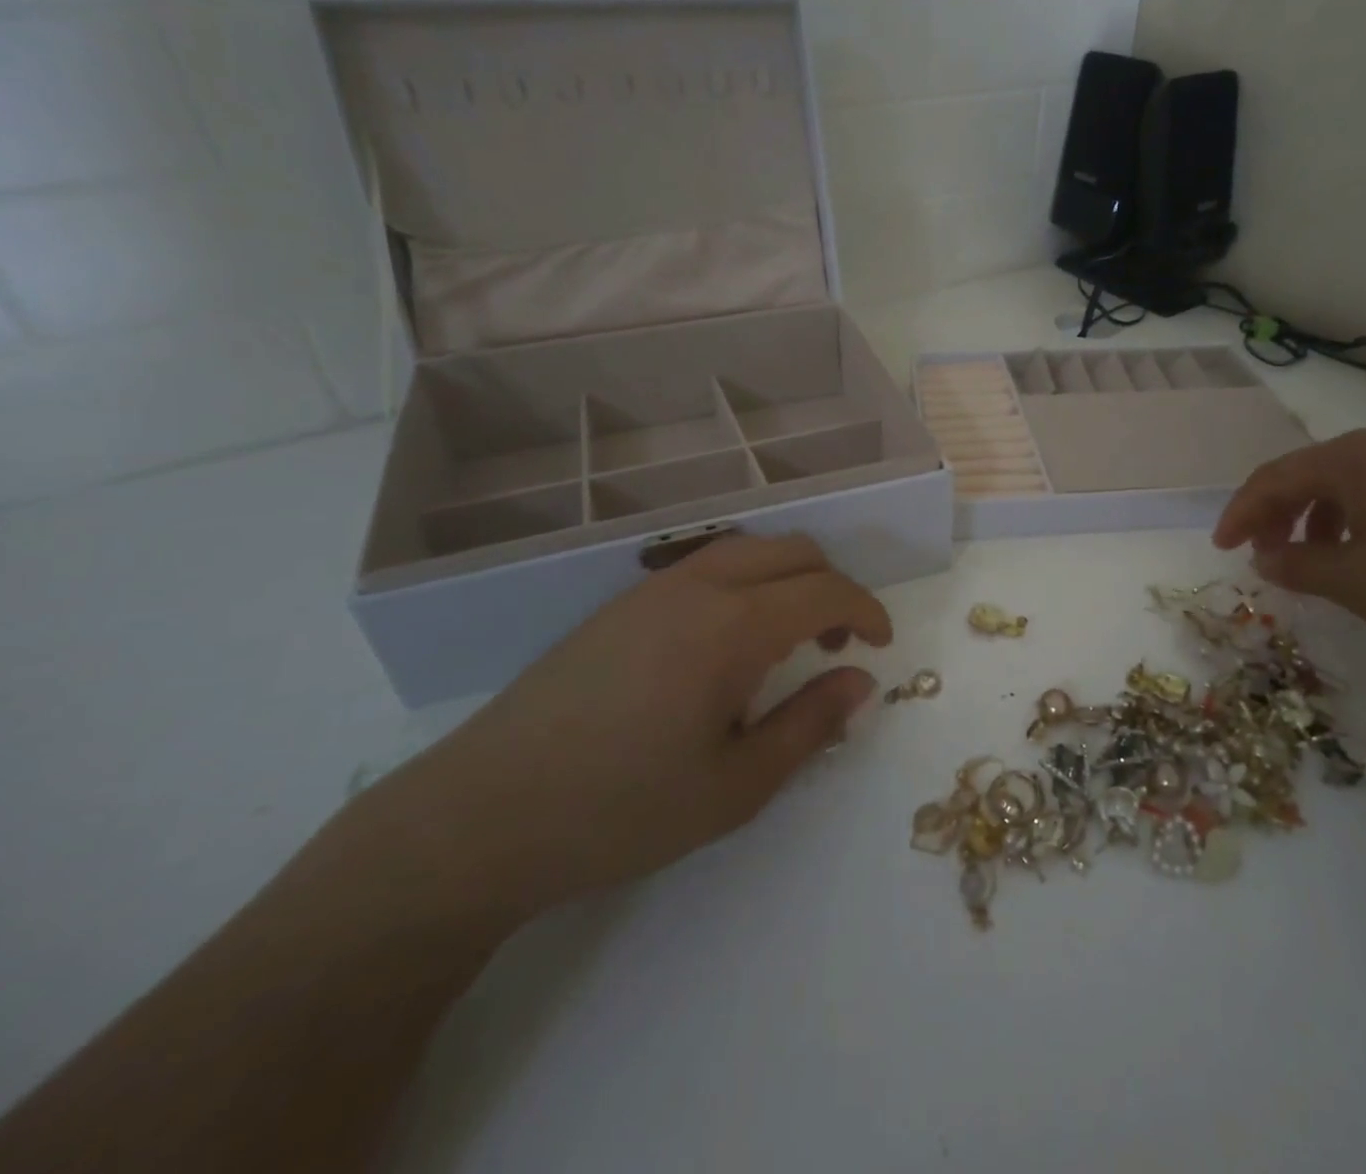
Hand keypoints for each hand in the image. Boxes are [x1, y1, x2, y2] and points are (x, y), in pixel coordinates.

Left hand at [378, 534, 889, 923]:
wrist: (484, 815)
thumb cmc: (623, 809)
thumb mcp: (737, 784)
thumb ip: (810, 724)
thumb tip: (860, 682)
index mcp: (733, 625)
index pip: (825, 590)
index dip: (866, 611)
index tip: (881, 645)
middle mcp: (697, 586)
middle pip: (790, 551)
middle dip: (830, 586)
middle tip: (834, 647)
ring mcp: (652, 589)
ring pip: (746, 551)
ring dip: (785, 581)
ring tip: (784, 646)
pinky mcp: (620, 605)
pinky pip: (705, 568)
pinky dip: (744, 586)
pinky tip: (725, 649)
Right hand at [1213, 429, 1365, 670]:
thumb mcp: (1356, 580)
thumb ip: (1298, 566)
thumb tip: (1264, 558)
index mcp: (1352, 459)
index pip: (1274, 478)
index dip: (1241, 513)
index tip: (1224, 549)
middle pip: (1308, 475)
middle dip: (1277, 516)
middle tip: (1264, 555)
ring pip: (1345, 485)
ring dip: (1315, 520)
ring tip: (1313, 560)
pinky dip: (1354, 521)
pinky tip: (1365, 554)